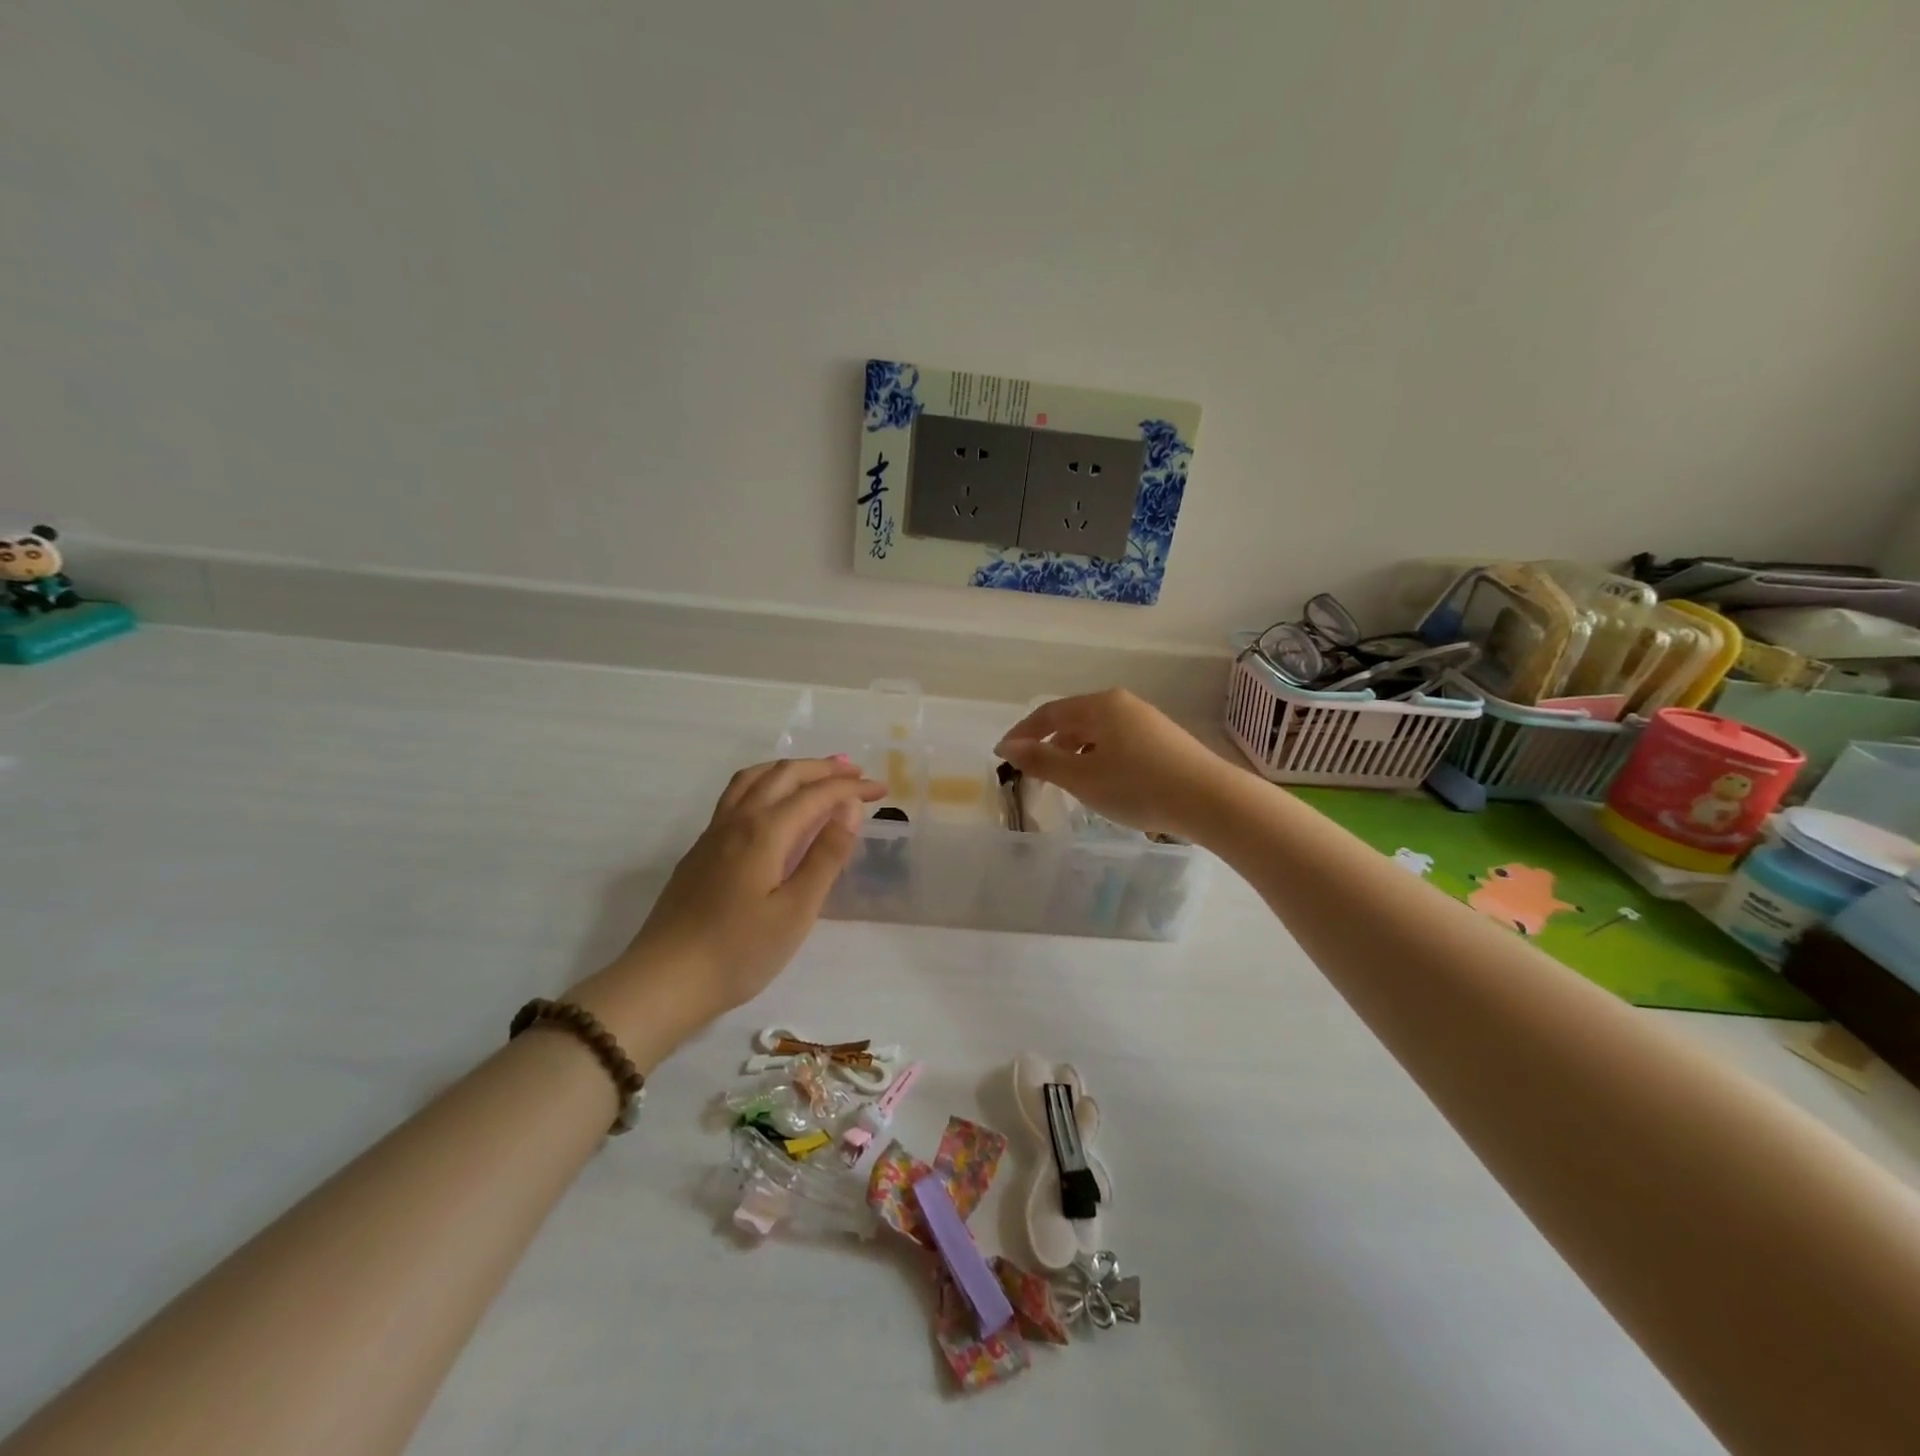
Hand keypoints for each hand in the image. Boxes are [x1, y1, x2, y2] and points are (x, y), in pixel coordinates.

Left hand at [570, 758, 884, 1064]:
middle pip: (784, 774)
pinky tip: (772, 806)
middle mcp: (738, 820)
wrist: (664, 981)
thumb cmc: (739, 951)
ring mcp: (714, 833)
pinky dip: (766, 783)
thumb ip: (826, 855)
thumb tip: (850, 807)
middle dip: (823, 769)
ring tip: (815, 776)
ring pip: (754, 778)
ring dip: (790, 769)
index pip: (817, 794)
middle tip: (856, 775)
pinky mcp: (701, 850)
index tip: (881, 790)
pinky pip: (737, 795)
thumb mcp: (796, 910)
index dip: (851, 789)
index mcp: (765, 831)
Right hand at [995, 689, 1237, 840]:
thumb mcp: (1082, 777)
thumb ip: (1042, 761)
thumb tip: (1009, 747)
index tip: (1003, 754)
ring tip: (1065, 780)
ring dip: (1074, 752)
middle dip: (1049, 743)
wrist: (1209, 800)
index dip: (1023, 733)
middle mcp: (1123, 704)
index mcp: (1100, 705)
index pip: (1049, 713)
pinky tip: (1102, 781)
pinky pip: (1117, 742)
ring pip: (1097, 732)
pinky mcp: (1163, 740)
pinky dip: (1098, 757)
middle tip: (1033, 770)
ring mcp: (1146, 720)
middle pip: (1074, 719)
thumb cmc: (1137, 786)